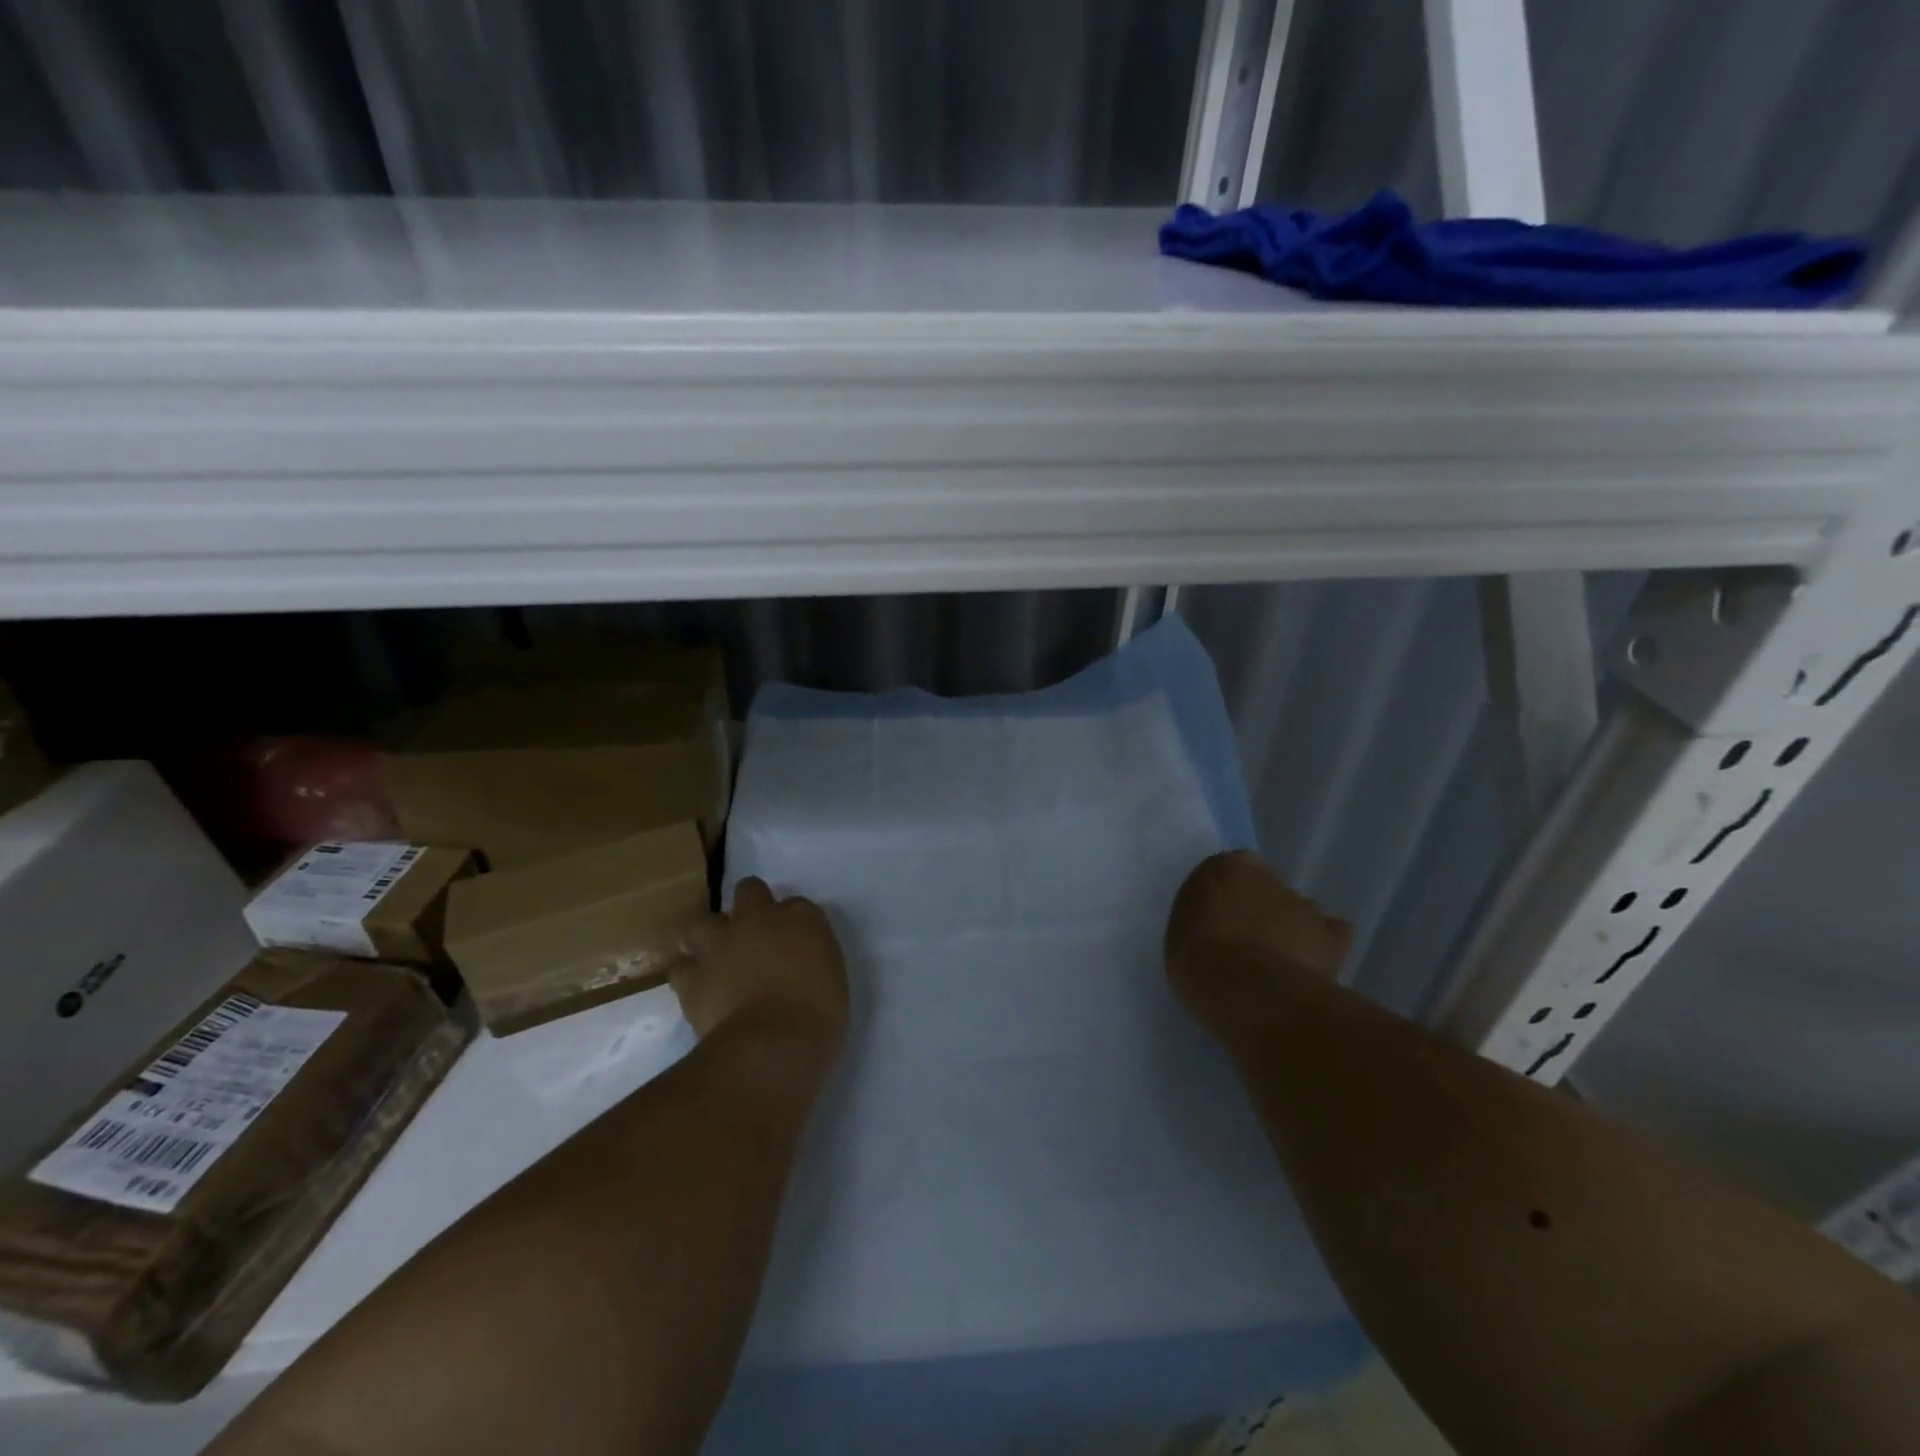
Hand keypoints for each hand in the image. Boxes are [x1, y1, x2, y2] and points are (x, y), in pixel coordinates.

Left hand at [672, 879, 848, 1053]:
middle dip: (748, 905)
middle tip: (752, 935)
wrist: (772, 1043)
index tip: (792, 941)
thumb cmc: (818, 1014)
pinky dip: (688, 974)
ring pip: (703, 921)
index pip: (795, 904)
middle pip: (749, 890)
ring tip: (714, 958)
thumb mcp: (831, 977)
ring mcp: (721, 943)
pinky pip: (681, 966)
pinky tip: (697, 988)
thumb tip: (796, 961)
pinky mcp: (692, 975)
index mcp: (802, 918)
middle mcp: (759, 918)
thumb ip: (810, 958)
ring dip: (709, 936)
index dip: (790, 921)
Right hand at [1165, 852, 1352, 1029]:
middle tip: (1246, 944)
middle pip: (1267, 889)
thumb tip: (1221, 925)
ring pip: (1299, 911)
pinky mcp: (1331, 939)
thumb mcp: (1181, 932)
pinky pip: (1334, 934)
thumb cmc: (1197, 959)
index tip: (1221, 919)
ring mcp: (1304, 907)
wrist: (1246, 992)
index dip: (1229, 892)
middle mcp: (1269, 878)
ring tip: (1277, 963)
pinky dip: (1326, 944)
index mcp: (1226, 868)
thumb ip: (1203, 918)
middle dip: (1261, 910)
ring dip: (1291, 928)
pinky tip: (1313, 964)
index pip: (1232, 867)